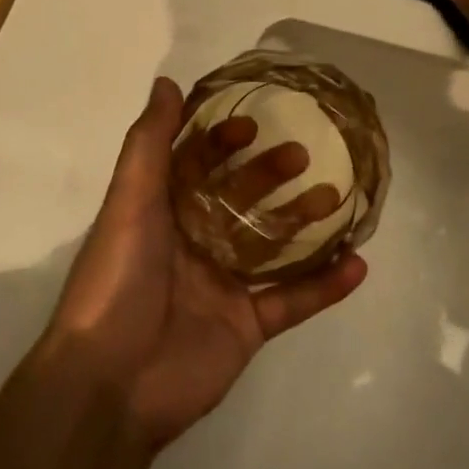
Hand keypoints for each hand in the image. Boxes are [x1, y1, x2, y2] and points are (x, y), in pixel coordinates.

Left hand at [46, 78, 367, 449]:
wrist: (110, 385)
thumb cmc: (117, 280)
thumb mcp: (129, 202)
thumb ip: (150, 143)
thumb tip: (167, 83)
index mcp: (161, 214)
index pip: (196, 165)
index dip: (222, 143)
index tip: (252, 126)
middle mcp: (193, 244)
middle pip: (240, 200)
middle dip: (270, 174)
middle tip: (302, 155)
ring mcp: (223, 287)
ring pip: (273, 245)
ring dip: (305, 221)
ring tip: (337, 197)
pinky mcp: (247, 327)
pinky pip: (293, 300)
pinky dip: (326, 285)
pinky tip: (358, 264)